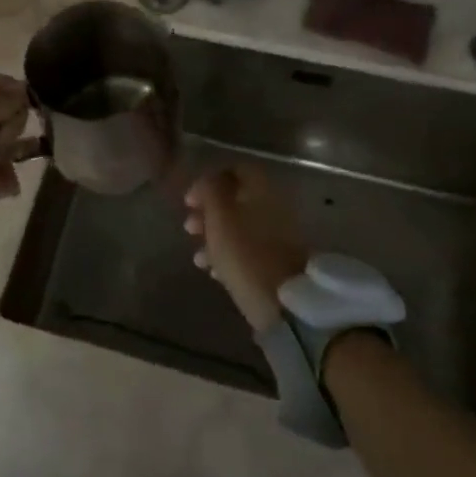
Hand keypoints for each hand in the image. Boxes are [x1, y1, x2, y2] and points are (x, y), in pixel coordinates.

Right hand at [182, 164, 307, 331]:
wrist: (286, 305)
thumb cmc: (246, 254)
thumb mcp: (220, 216)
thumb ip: (211, 190)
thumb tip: (207, 180)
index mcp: (263, 191)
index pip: (236, 171)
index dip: (210, 181)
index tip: (190, 200)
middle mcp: (274, 209)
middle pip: (237, 201)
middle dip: (209, 213)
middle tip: (189, 227)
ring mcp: (278, 238)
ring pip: (240, 228)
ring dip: (215, 237)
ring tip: (197, 256)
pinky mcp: (277, 265)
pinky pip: (248, 252)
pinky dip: (229, 257)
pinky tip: (212, 272)